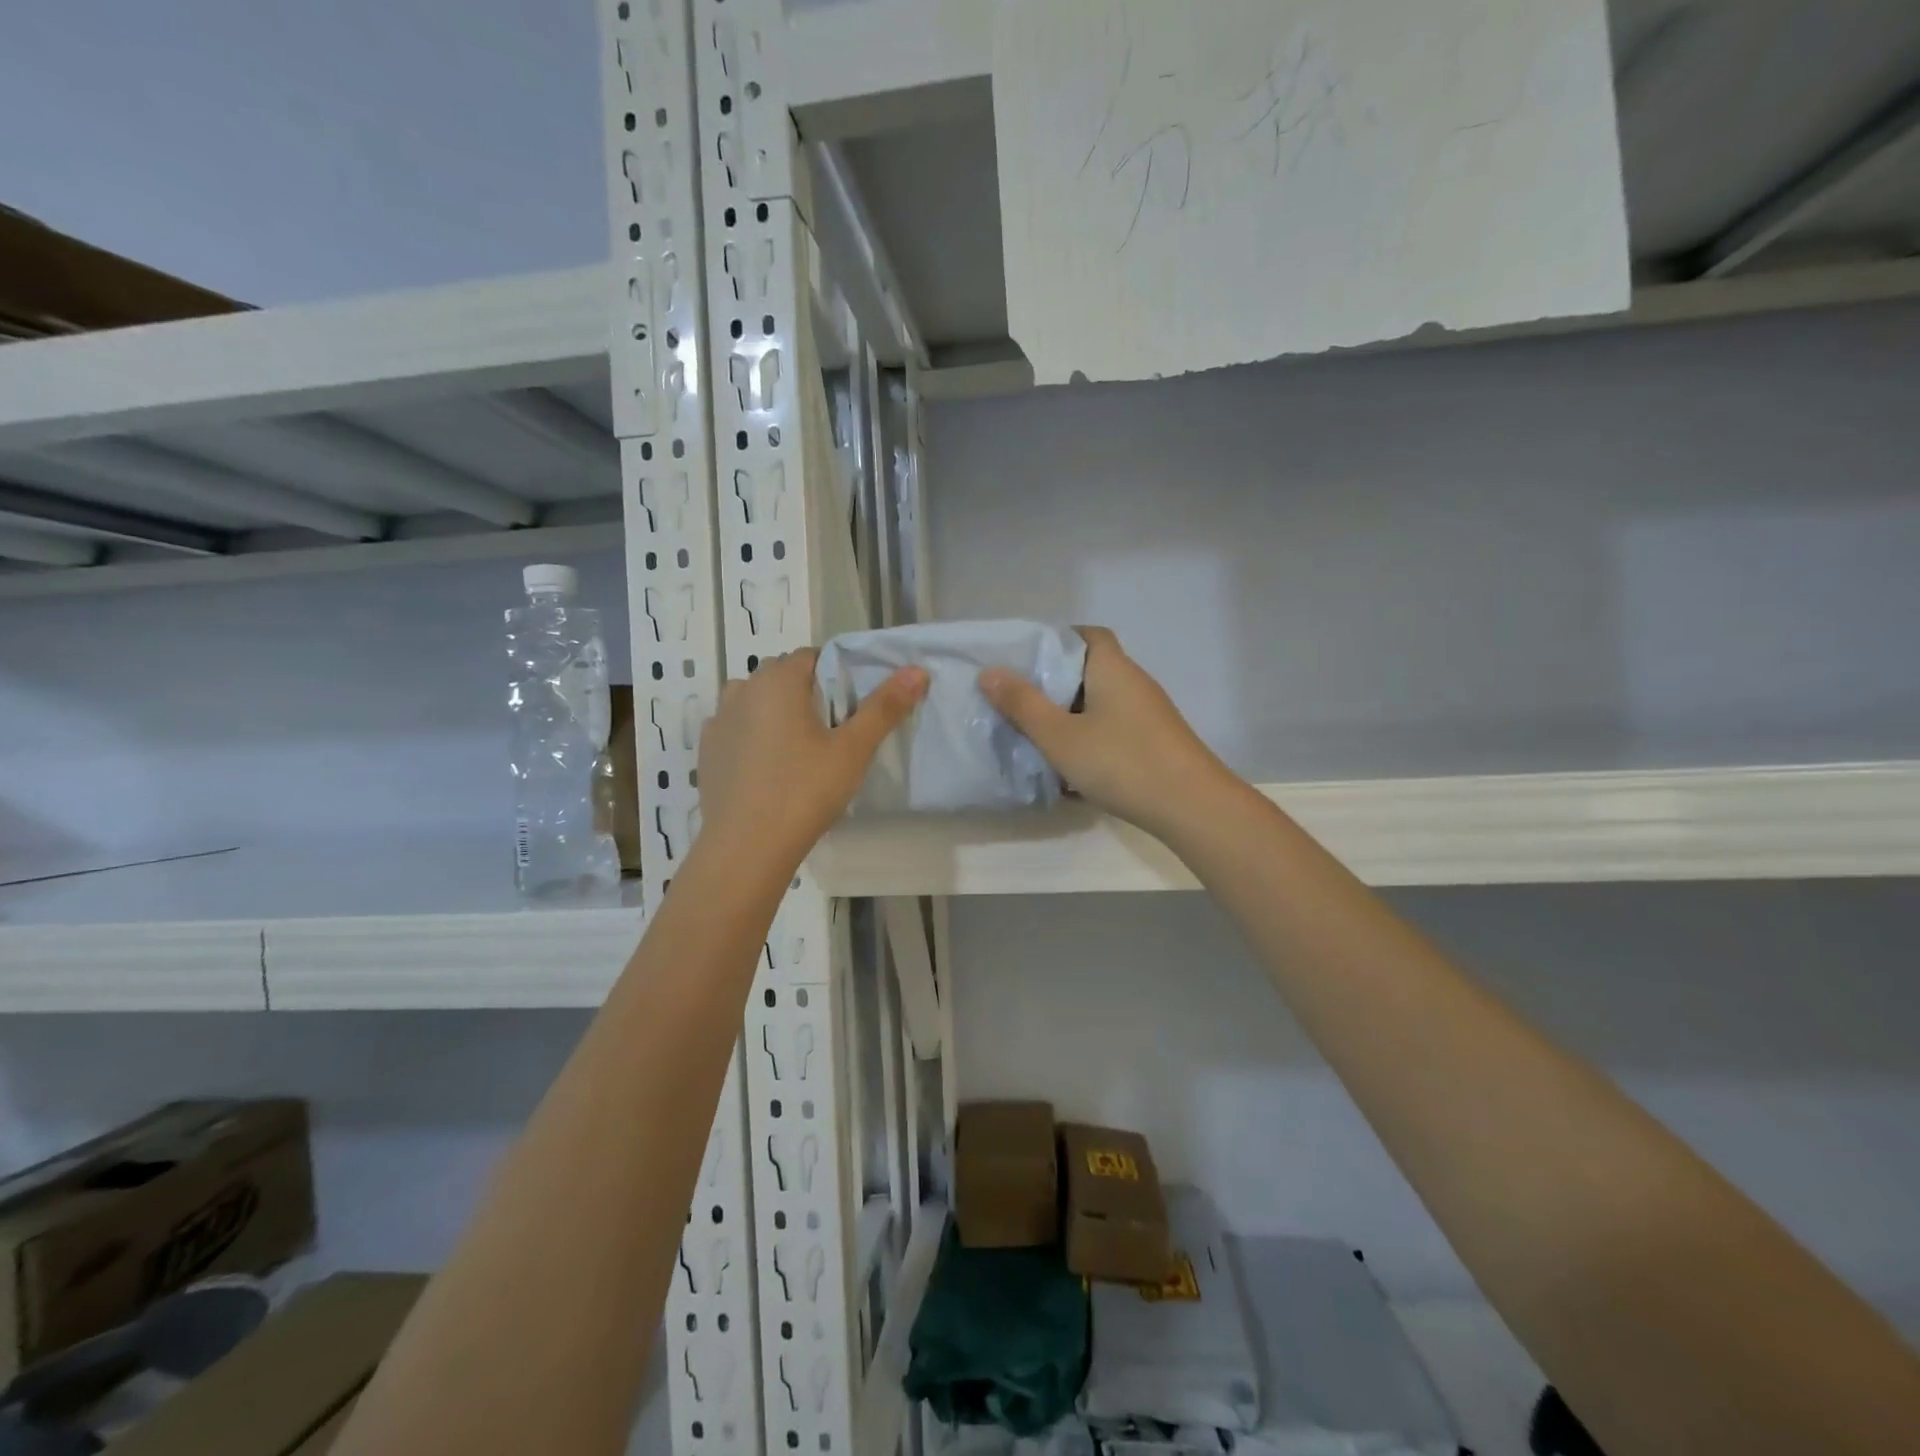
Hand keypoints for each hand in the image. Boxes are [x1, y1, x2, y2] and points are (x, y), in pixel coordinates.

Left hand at [697, 650, 927, 870]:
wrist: (746, 848)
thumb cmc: (804, 792)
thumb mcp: (853, 750)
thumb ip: (884, 707)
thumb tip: (917, 670)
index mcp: (777, 681)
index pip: (813, 656)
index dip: (837, 674)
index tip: (854, 705)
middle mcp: (742, 689)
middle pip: (783, 676)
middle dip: (809, 693)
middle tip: (834, 730)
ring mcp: (719, 720)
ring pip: (757, 701)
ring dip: (778, 712)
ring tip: (801, 748)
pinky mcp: (708, 751)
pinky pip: (738, 728)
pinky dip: (755, 736)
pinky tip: (771, 767)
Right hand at [979, 627, 1235, 839]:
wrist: (1192, 807)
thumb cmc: (1121, 762)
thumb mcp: (1060, 736)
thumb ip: (1023, 704)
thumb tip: (989, 672)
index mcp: (1112, 668)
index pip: (1086, 635)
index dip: (1056, 640)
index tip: (1024, 660)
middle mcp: (1134, 683)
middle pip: (1090, 669)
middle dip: (1055, 684)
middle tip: (1020, 702)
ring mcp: (1149, 714)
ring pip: (1100, 704)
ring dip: (1071, 716)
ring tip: (1038, 736)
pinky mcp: (1155, 742)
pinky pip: (1113, 730)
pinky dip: (1090, 740)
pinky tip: (1072, 768)